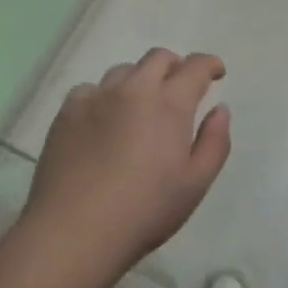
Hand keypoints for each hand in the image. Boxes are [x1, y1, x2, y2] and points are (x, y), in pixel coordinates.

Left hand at [23, 47, 231, 274]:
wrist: (74, 230)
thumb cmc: (144, 211)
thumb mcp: (195, 184)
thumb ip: (214, 142)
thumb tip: (219, 109)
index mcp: (169, 104)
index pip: (195, 67)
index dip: (209, 64)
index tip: (215, 73)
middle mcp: (134, 89)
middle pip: (159, 57)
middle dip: (175, 66)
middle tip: (179, 89)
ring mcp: (97, 96)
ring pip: (124, 70)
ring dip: (140, 80)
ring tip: (139, 107)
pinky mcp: (68, 110)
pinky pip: (91, 89)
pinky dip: (105, 97)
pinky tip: (102, 122)